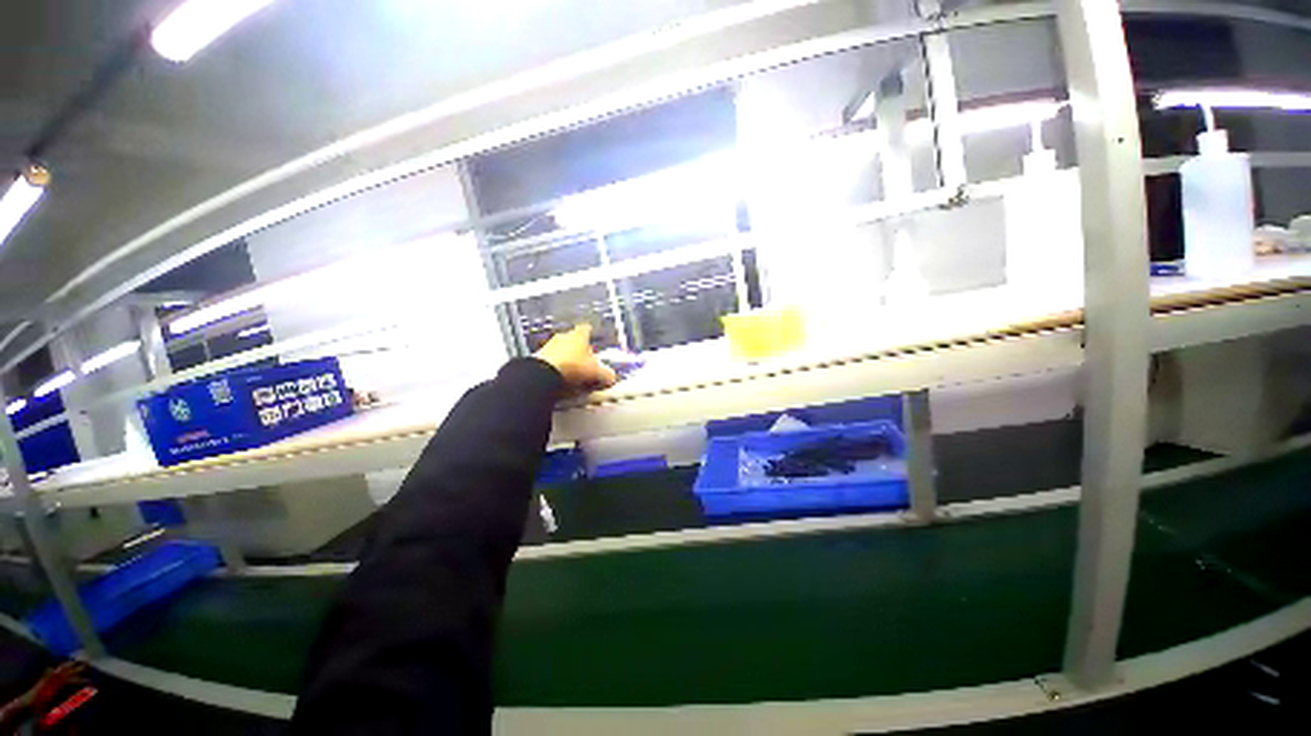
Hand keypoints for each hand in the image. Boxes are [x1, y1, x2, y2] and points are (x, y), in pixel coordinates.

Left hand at [534, 324, 617, 393]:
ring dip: (566, 358)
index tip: (593, 338)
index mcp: (579, 336)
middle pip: (573, 340)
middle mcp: (563, 337)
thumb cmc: (572, 367)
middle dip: (579, 349)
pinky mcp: (537, 359)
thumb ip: (606, 374)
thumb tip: (611, 377)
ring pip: (560, 350)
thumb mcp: (596, 373)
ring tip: (573, 373)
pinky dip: (556, 368)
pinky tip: (560, 378)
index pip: (586, 329)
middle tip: (586, 361)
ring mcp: (548, 346)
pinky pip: (550, 361)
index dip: (590, 334)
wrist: (543, 375)